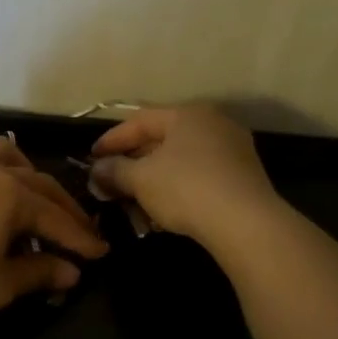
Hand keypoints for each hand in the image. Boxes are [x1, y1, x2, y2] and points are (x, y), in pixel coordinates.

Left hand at [0, 136, 108, 323]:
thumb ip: (39, 274)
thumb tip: (72, 272)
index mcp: (11, 194)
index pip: (57, 218)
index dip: (81, 238)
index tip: (101, 253)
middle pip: (37, 183)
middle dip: (62, 207)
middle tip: (79, 229)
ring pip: (1, 153)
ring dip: (24, 172)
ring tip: (31, 192)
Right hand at [89, 106, 285, 250]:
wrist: (246, 224)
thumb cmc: (186, 188)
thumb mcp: (140, 179)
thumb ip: (114, 171)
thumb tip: (96, 170)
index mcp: (187, 114)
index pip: (139, 120)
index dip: (111, 140)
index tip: (91, 158)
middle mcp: (213, 124)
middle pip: (161, 140)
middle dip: (132, 162)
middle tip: (110, 181)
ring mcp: (232, 150)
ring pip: (180, 161)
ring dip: (152, 180)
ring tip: (133, 201)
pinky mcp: (243, 177)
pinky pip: (199, 177)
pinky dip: (176, 189)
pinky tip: (162, 211)